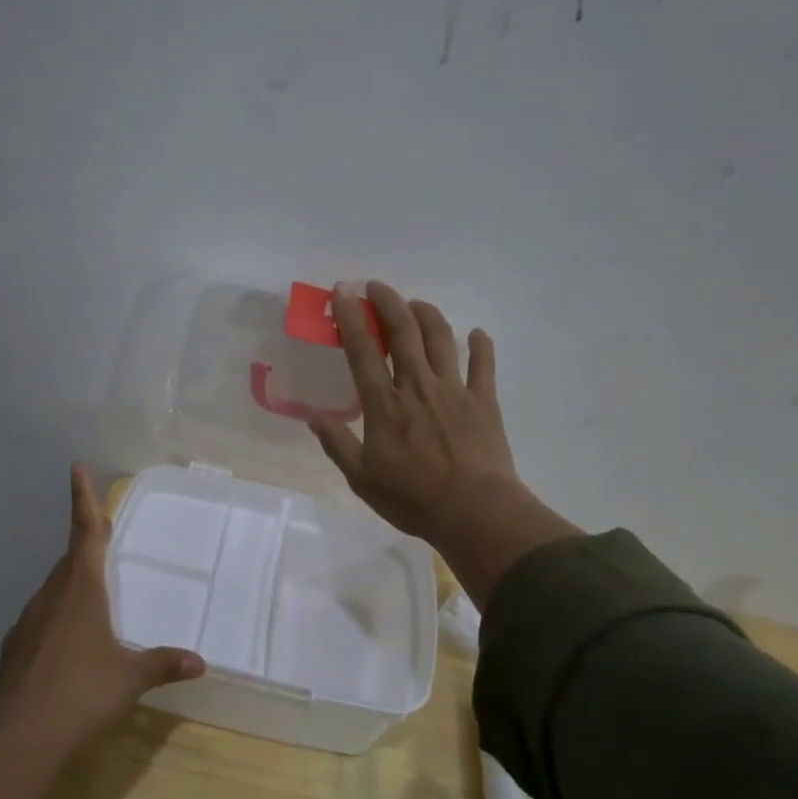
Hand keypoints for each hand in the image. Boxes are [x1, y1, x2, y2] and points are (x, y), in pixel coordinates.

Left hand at [0, 464, 204, 745]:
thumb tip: (199, 663)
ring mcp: (28, 622)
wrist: (19, 735)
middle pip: (70, 559)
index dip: (84, 499)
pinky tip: (67, 643)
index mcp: (81, 589)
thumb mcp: (130, 678)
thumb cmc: (82, 693)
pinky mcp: (15, 648)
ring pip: (54, 589)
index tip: (76, 468)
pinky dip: (58, 618)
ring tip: (92, 594)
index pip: (86, 532)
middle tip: (101, 534)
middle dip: (85, 543)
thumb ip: (162, 664)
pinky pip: (42, 619)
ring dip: (72, 582)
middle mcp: (51, 596)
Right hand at [312, 282, 579, 604]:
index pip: (363, 350)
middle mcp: (417, 386)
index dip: (351, 319)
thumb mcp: (362, 478)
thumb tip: (313, 418)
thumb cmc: (413, 498)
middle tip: (376, 287)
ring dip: (427, 314)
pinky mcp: (484, 401)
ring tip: (415, 304)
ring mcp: (454, 390)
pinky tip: (476, 334)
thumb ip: (338, 444)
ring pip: (440, 338)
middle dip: (387, 302)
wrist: (474, 511)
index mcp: (384, 404)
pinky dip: (480, 345)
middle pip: (403, 331)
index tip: (342, 294)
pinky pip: (483, 365)